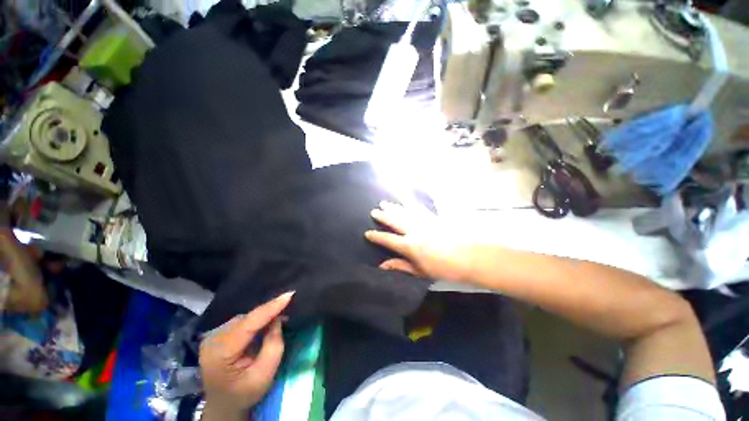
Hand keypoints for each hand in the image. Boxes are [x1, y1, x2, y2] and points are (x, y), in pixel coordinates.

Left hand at [199, 292, 293, 418]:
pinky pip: (241, 321)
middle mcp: (212, 339)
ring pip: (244, 317)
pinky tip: (265, 324)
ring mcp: (212, 336)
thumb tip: (277, 320)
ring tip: (278, 316)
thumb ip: (273, 345)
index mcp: (220, 353)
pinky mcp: (216, 335)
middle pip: (246, 318)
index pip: (248, 323)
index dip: (270, 307)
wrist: (223, 405)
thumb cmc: (244, 393)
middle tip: (288, 309)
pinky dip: (255, 320)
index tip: (289, 295)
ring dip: (262, 316)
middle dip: (268, 312)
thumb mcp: (264, 374)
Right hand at [365, 201, 475, 282]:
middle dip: (383, 216)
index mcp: (410, 245)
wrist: (471, 257)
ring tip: (385, 203)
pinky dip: (412, 204)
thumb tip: (383, 265)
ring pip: (405, 212)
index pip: (388, 239)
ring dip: (394, 207)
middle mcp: (414, 230)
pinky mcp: (435, 217)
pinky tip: (408, 200)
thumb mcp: (421, 271)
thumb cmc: (445, 268)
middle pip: (395, 221)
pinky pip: (421, 208)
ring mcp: (425, 222)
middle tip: (374, 211)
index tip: (367, 233)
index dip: (376, 236)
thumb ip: (401, 266)